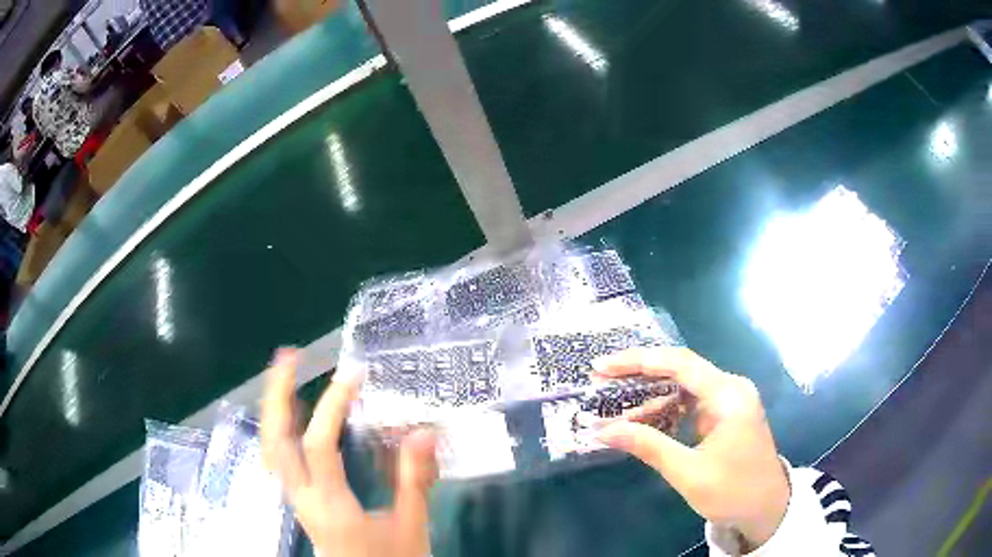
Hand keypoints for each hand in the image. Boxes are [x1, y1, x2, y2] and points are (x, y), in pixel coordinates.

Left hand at [261, 349, 438, 556]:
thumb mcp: (411, 526)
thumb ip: (415, 481)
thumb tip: (424, 431)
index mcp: (330, 504)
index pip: (319, 445)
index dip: (332, 406)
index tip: (354, 375)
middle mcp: (302, 498)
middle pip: (274, 441)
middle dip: (277, 394)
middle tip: (288, 356)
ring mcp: (296, 500)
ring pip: (270, 449)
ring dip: (273, 408)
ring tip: (285, 376)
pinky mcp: (299, 502)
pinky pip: (279, 459)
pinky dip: (280, 429)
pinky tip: (292, 418)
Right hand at [592, 347, 789, 548]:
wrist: (767, 508)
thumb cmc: (732, 490)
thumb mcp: (688, 472)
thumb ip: (647, 445)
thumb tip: (602, 430)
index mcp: (728, 395)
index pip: (679, 363)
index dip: (638, 361)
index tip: (602, 366)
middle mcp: (730, 388)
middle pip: (680, 370)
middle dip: (639, 376)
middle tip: (601, 382)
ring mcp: (729, 401)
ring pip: (682, 388)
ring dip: (650, 400)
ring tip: (616, 413)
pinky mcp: (724, 415)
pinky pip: (690, 404)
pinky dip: (665, 412)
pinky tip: (643, 424)